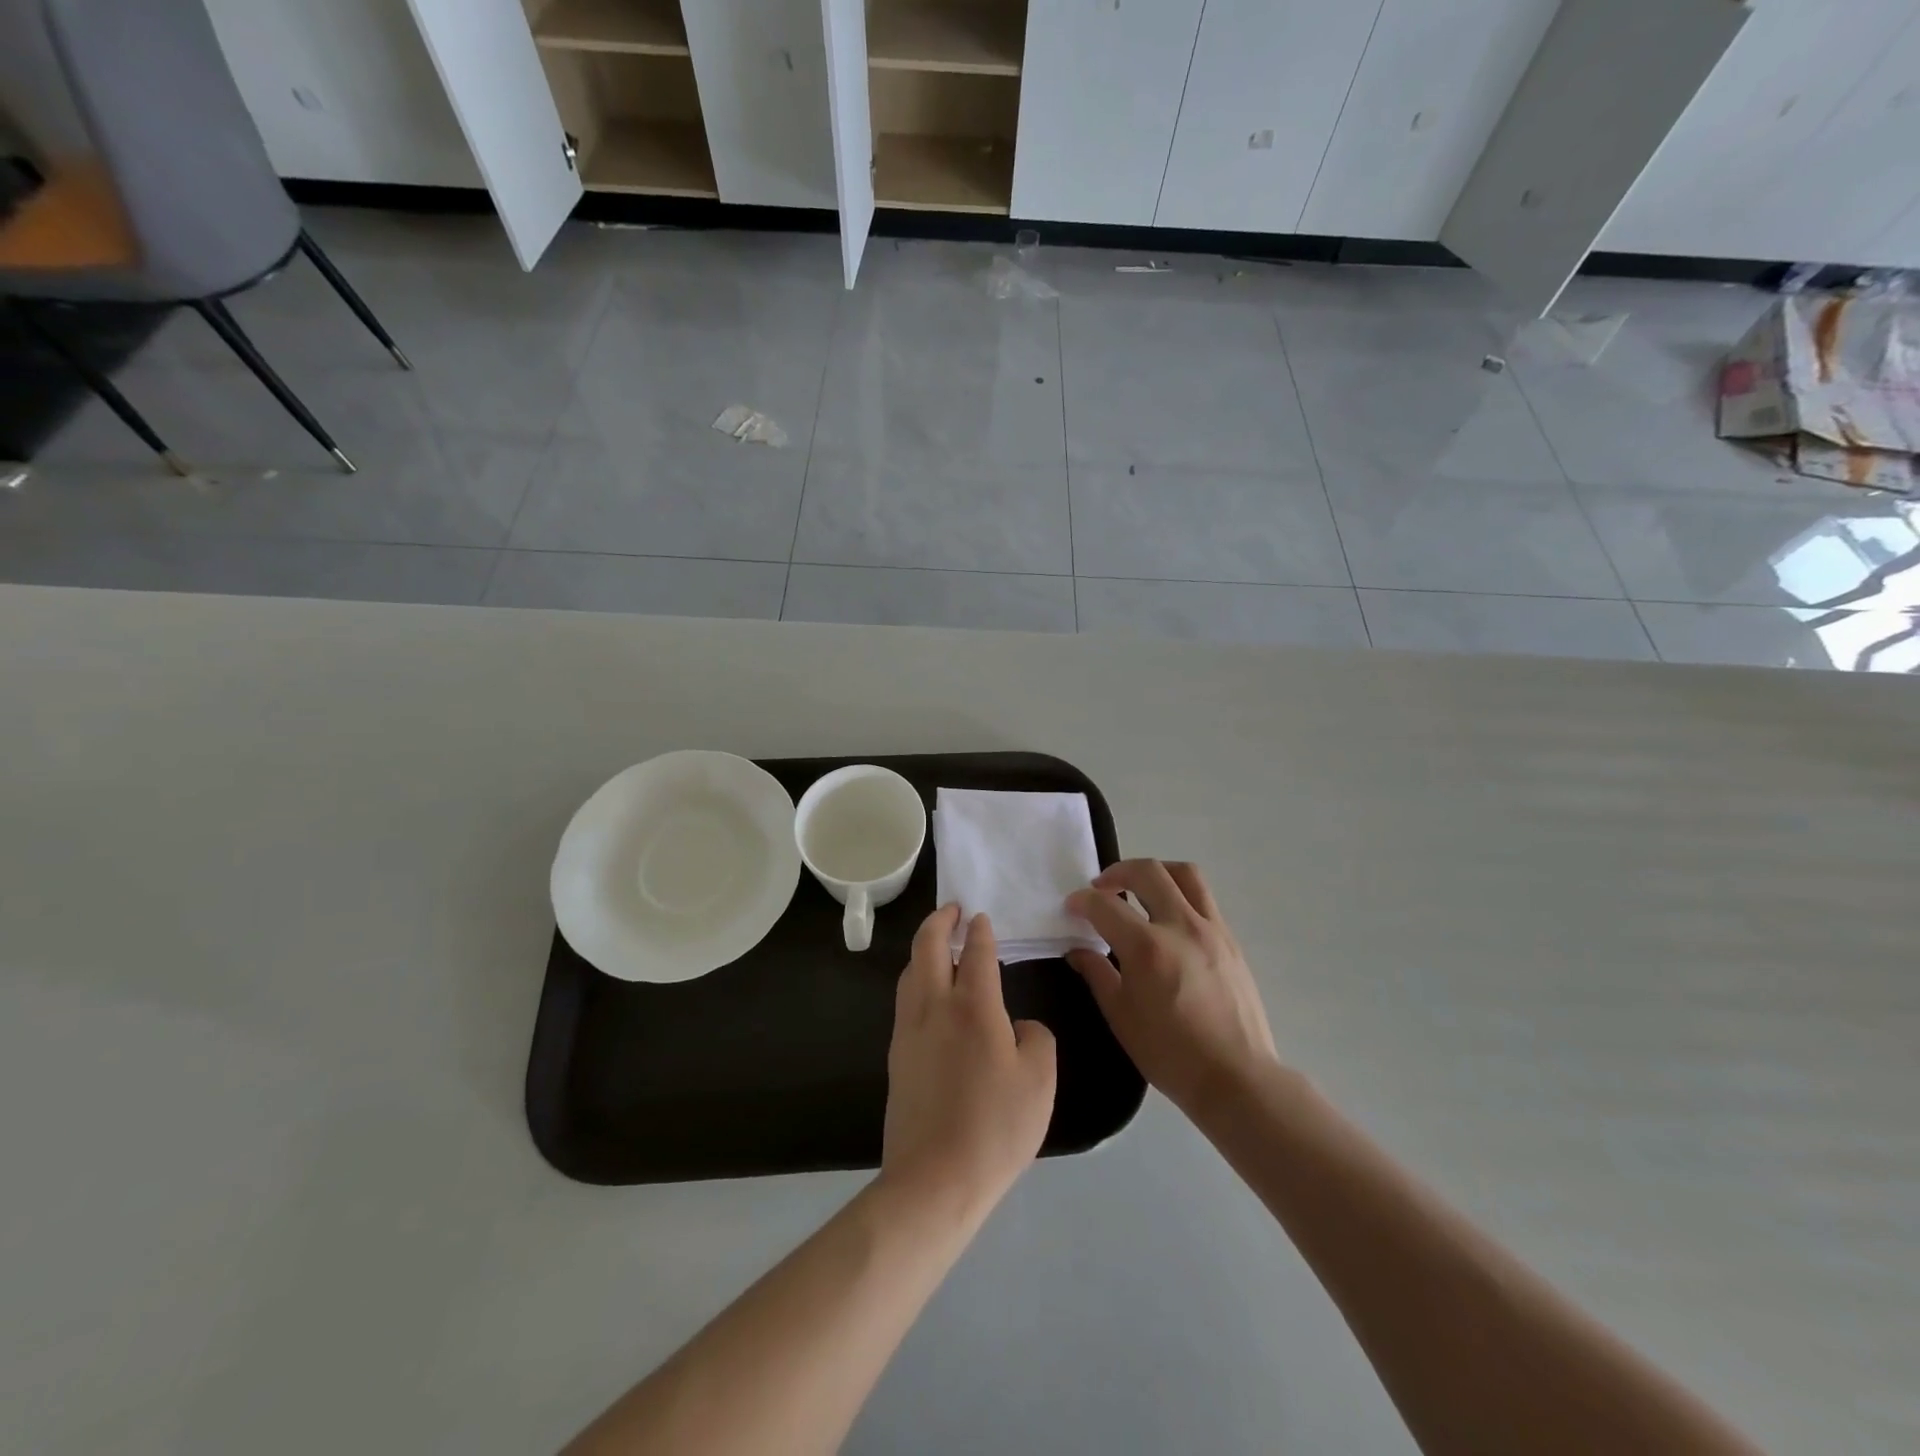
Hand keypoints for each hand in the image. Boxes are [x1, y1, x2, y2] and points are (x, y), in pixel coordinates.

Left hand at [880, 906, 1057, 1221]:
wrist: (934, 1179)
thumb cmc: (995, 1127)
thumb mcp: (1040, 1081)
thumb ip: (1037, 1039)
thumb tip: (1019, 1028)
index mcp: (973, 1007)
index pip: (976, 953)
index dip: (980, 931)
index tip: (980, 916)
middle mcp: (934, 1007)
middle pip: (928, 947)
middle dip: (939, 921)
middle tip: (951, 910)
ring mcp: (909, 1031)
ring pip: (910, 972)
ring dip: (923, 948)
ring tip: (939, 945)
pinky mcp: (896, 1056)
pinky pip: (905, 1000)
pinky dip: (917, 979)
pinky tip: (929, 993)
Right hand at [1067, 860, 1277, 1121]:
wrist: (1236, 1078)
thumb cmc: (1170, 1054)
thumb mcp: (1121, 1017)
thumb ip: (1097, 974)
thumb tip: (1078, 950)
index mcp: (1147, 948)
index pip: (1105, 905)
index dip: (1082, 901)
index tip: (1072, 906)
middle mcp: (1181, 926)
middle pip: (1148, 872)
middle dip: (1117, 872)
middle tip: (1102, 888)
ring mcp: (1211, 929)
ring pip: (1184, 874)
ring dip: (1156, 872)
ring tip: (1140, 888)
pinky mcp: (1231, 940)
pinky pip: (1204, 899)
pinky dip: (1180, 894)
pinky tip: (1168, 919)